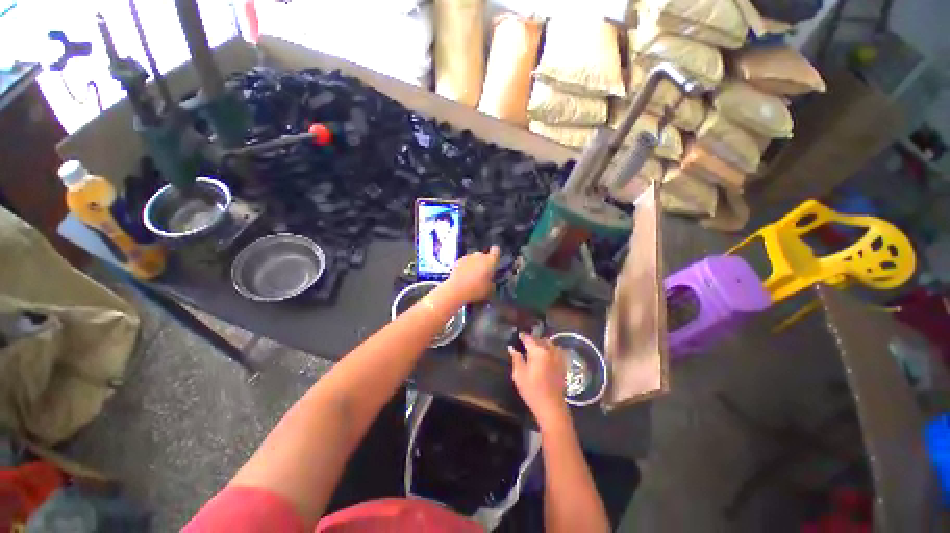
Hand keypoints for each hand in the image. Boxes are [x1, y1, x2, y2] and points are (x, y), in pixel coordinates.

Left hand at [446, 245, 499, 303]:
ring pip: (473, 259)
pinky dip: (465, 268)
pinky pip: (465, 263)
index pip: (496, 250)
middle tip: (483, 274)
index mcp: (490, 260)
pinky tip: (464, 277)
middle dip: (484, 263)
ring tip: (472, 277)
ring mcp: (467, 257)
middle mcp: (479, 255)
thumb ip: (492, 282)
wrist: (456, 290)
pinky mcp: (457, 261)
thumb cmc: (477, 289)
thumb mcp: (490, 290)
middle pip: (484, 255)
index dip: (496, 254)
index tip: (495, 261)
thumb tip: (490, 281)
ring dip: (474, 265)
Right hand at [509, 334, 568, 426]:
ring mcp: (558, 357)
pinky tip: (546, 354)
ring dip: (542, 343)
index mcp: (538, 351)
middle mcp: (549, 350)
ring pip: (550, 343)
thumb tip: (512, 348)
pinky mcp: (563, 364)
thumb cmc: (532, 390)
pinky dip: (551, 349)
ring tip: (536, 348)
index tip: (518, 335)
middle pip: (540, 339)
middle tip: (525, 343)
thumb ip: (516, 359)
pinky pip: (557, 350)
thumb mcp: (519, 375)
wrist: (551, 406)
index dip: (522, 336)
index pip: (529, 338)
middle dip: (532, 339)